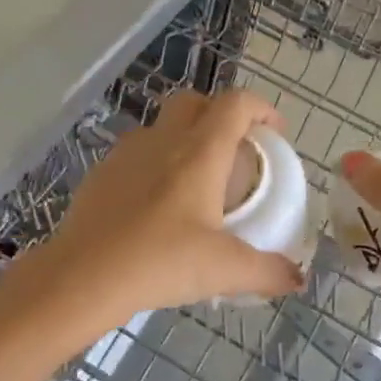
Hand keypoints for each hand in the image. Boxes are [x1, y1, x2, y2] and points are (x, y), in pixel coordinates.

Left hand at [35, 90, 306, 329]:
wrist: (82, 275)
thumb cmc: (160, 261)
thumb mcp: (224, 270)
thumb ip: (267, 272)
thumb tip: (298, 279)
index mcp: (200, 152)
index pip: (235, 104)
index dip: (260, 109)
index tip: (274, 132)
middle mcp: (164, 140)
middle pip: (195, 101)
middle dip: (220, 114)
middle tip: (235, 150)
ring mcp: (127, 153)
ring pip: (162, 125)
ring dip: (185, 136)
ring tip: (196, 178)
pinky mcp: (102, 173)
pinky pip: (137, 152)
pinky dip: (155, 162)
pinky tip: (157, 203)